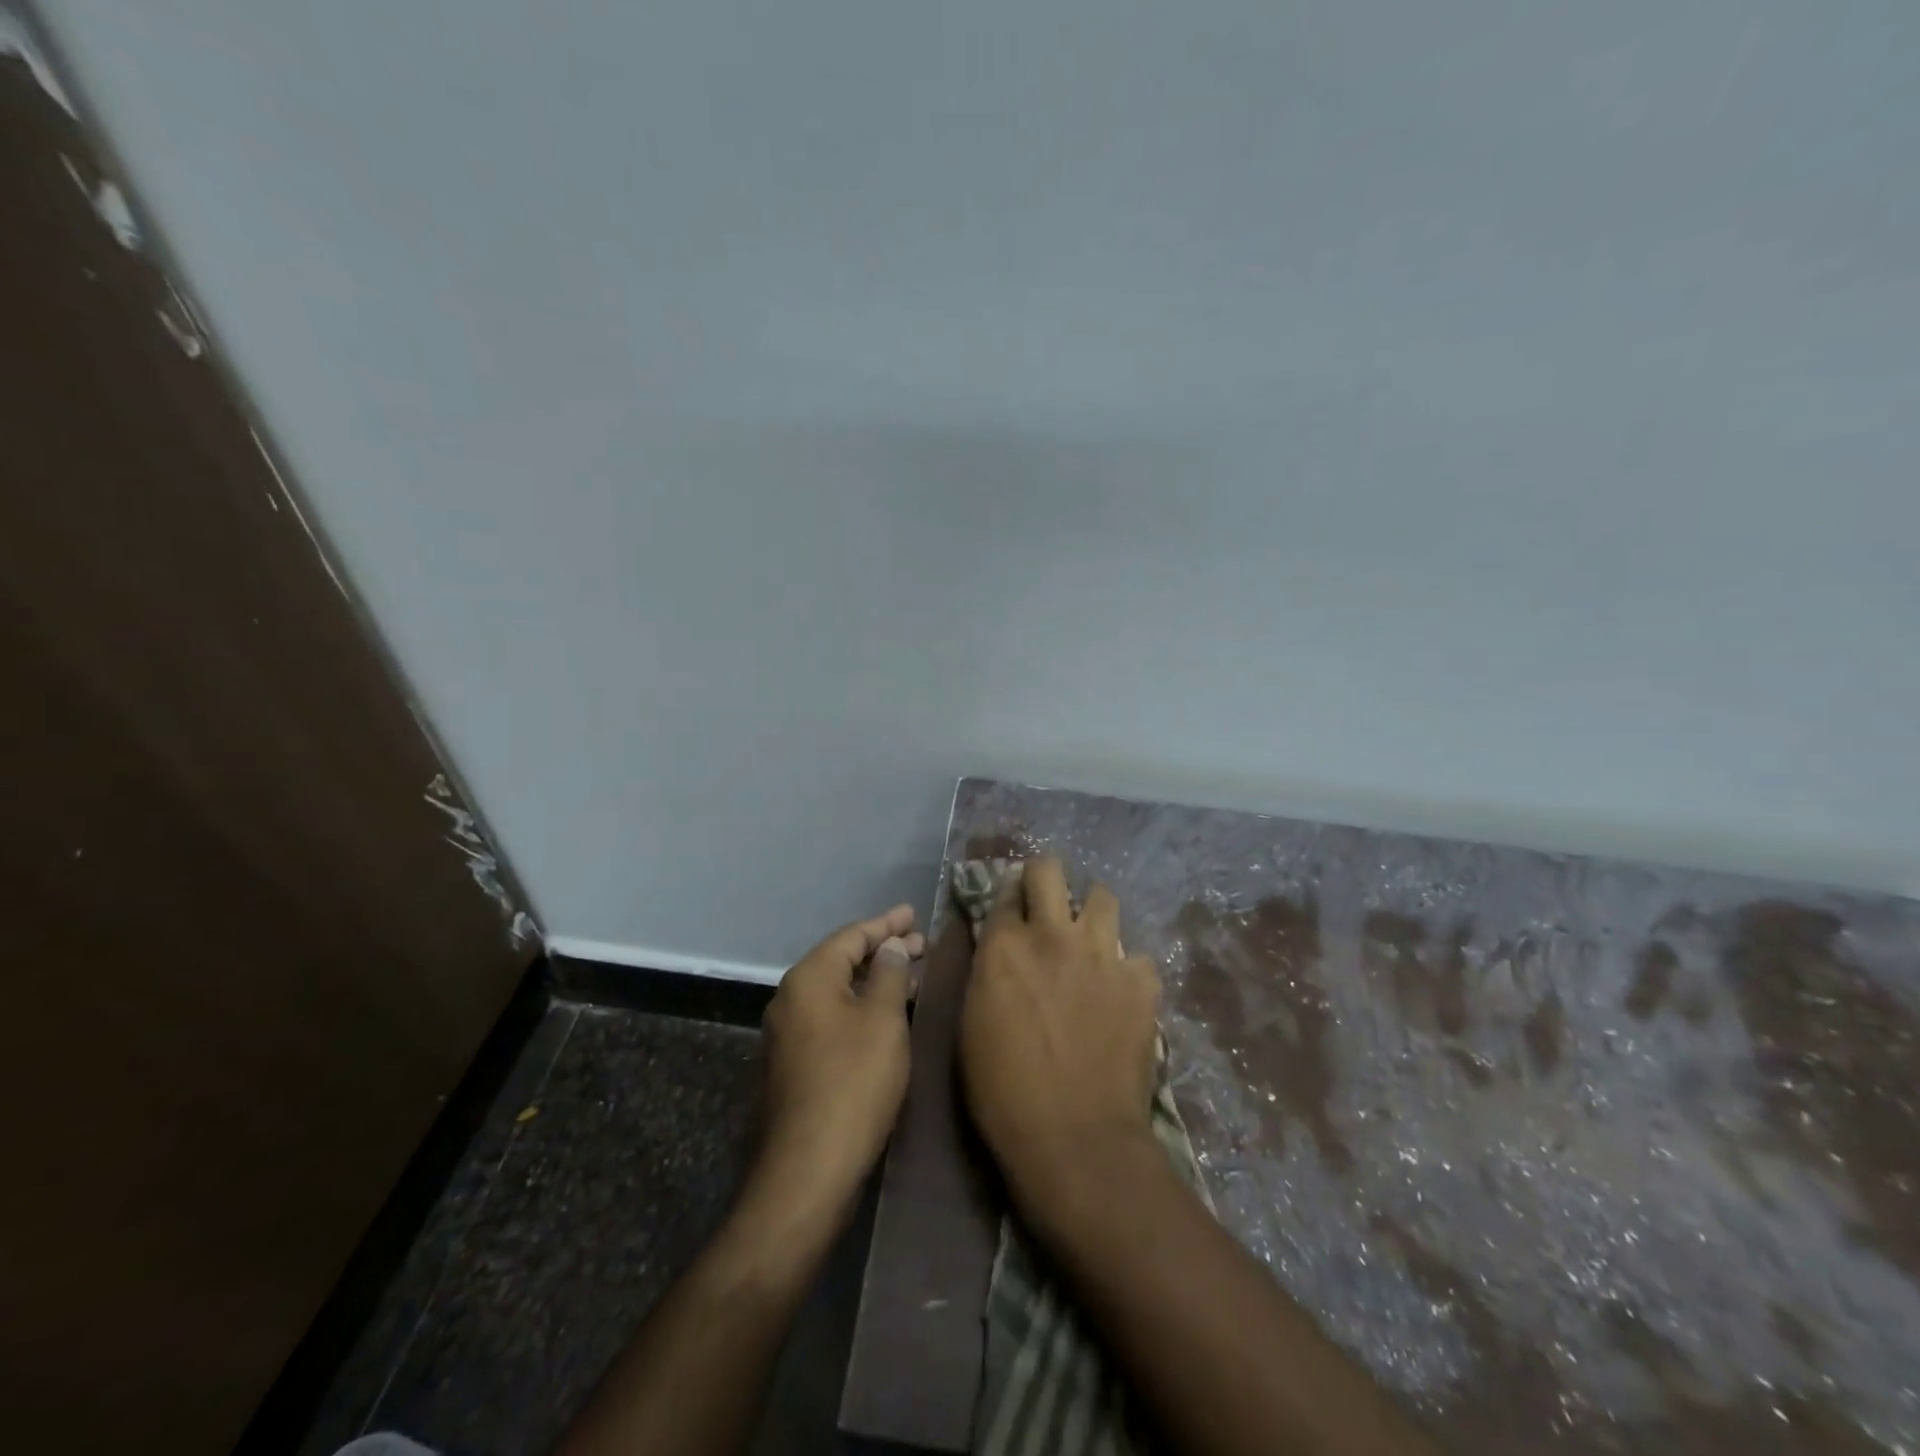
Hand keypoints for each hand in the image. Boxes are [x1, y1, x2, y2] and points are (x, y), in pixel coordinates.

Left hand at [756, 905, 922, 1226]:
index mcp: (809, 978)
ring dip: (874, 980)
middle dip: (883, 951)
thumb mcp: (883, 1020)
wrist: (808, 1167)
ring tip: (911, 975)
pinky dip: (860, 1006)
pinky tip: (886, 1015)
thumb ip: (890, 974)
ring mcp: (788, 1032)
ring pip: (838, 991)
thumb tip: (891, 946)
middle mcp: (791, 997)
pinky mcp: (793, 1063)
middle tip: (921, 944)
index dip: (886, 923)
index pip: (851, 935)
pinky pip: (831, 1016)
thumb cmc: (853, 1081)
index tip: (914, 914)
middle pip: (842, 960)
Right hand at [959, 859, 1161, 1209]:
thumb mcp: (973, 1024)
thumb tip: (997, 950)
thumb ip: (987, 972)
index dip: (1008, 898)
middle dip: (1045, 878)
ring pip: (1102, 896)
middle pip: (1049, 869)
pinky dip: (1128, 971)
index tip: (1012, 910)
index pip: (1005, 892)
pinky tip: (1122, 996)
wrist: (1075, 1137)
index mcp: (1005, 945)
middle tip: (1047, 904)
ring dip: (1092, 913)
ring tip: (1090, 942)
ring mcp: (1102, 954)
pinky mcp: (1141, 982)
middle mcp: (1053, 935)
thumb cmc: (1004, 1091)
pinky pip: (1138, 957)